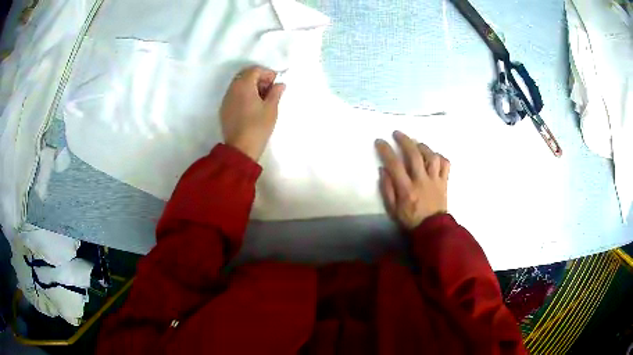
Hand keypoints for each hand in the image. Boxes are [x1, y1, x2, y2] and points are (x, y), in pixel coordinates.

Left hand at [220, 66, 285, 160]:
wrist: (240, 148)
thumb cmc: (258, 126)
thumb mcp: (271, 108)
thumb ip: (276, 93)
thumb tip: (280, 84)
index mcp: (243, 85)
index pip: (255, 70)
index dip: (267, 73)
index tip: (276, 82)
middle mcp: (232, 89)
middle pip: (245, 75)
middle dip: (258, 78)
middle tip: (270, 89)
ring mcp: (226, 99)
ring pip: (238, 85)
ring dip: (251, 87)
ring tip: (262, 99)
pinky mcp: (224, 110)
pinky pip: (234, 95)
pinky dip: (243, 95)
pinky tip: (252, 106)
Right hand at [376, 131, 449, 229]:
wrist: (433, 230)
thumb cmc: (410, 220)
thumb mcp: (392, 209)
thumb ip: (387, 189)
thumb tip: (383, 170)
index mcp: (407, 189)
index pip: (395, 165)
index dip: (386, 151)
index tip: (380, 141)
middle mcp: (422, 181)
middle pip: (415, 155)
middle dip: (405, 141)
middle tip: (397, 133)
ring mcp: (435, 180)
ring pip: (432, 157)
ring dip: (423, 147)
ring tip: (416, 144)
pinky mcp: (444, 182)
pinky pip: (446, 164)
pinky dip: (440, 157)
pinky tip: (433, 157)